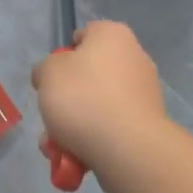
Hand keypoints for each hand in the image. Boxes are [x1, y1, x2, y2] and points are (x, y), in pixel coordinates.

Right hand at [32, 21, 170, 192]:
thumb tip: (52, 76)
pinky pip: (112, 126)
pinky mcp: (147, 123)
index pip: (83, 35)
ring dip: (74, 124)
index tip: (52, 78)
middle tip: (51, 116)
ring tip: (57, 146)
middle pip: (89, 75)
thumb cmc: (83, 97)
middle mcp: (134, 58)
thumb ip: (45, 68)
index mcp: (113, 35)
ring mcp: (144, 92)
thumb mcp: (47, 73)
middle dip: (67, 98)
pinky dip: (94, 138)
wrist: (127, 148)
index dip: (63, 56)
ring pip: (97, 104)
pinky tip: (76, 157)